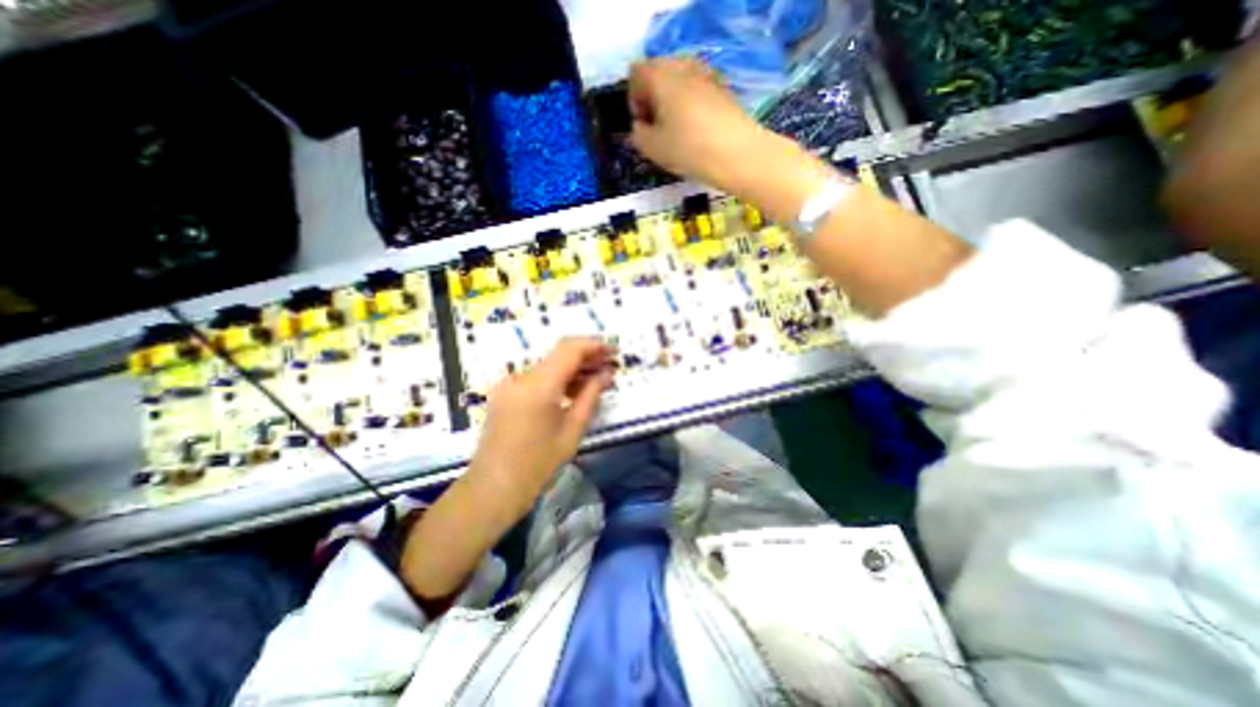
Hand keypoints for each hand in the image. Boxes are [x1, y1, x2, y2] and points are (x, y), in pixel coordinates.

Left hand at [467, 337, 616, 513]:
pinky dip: (557, 379)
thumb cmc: (538, 464)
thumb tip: (607, 373)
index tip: (614, 351)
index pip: (569, 349)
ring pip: (548, 365)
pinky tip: (574, 390)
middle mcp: (521, 377)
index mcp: (538, 386)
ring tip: (597, 380)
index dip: (594, 345)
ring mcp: (509, 384)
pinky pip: (536, 378)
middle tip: (610, 366)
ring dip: (573, 368)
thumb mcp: (572, 430)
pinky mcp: (505, 393)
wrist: (493, 489)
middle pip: (558, 354)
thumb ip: (591, 395)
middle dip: (586, 356)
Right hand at [627, 55, 832, 222]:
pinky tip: (697, 132)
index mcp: (661, 75)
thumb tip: (640, 128)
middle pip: (658, 75)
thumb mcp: (653, 149)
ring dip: (672, 104)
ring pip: (679, 83)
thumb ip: (638, 135)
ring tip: (678, 133)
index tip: (642, 128)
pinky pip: (697, 91)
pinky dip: (691, 107)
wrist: (738, 154)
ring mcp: (706, 74)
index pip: (636, 75)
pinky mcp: (723, 88)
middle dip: (653, 101)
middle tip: (658, 131)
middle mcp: (683, 66)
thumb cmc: (689, 149)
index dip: (634, 102)